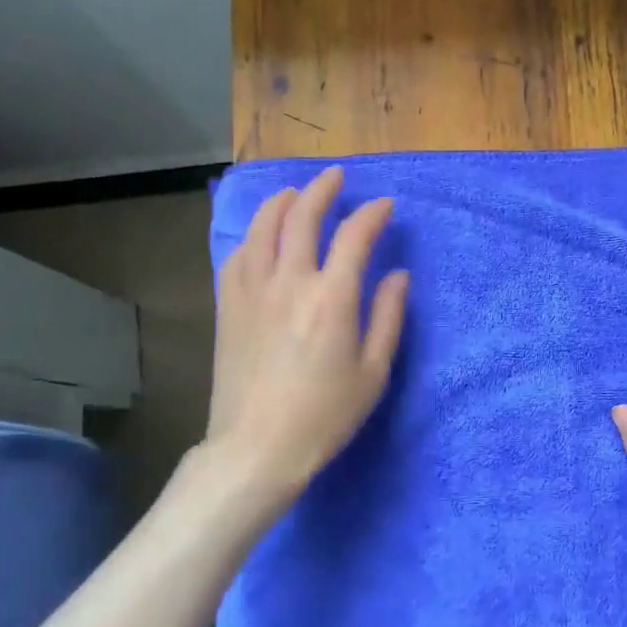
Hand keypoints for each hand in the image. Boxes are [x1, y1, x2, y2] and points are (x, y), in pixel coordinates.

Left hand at [207, 166, 410, 509]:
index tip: (384, 205)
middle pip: (302, 217)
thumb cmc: (324, 416)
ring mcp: (252, 291)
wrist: (256, 449)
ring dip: (281, 202)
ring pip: (262, 228)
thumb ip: (388, 316)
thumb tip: (397, 274)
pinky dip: (252, 236)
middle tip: (335, 177)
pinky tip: (260, 236)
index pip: (354, 235)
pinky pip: (237, 255)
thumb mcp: (373, 372)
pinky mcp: (229, 306)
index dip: (372, 214)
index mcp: (331, 298)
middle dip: (322, 189)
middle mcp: (289, 282)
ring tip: (294, 193)